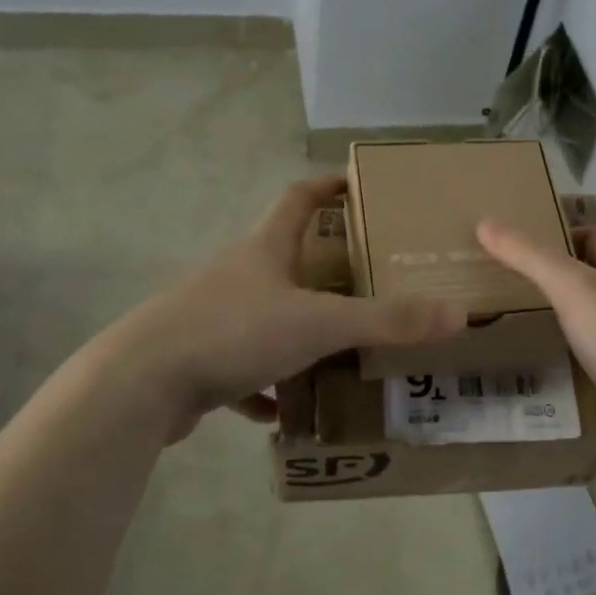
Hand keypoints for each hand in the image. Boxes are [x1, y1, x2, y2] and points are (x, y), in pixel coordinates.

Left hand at [88, 175, 464, 441]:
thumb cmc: (232, 332)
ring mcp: (213, 317)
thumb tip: (458, 314)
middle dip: (325, 268)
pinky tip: (282, 410)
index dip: (327, 187)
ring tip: (337, 350)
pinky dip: (265, 386)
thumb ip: (387, 320)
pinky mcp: (198, 361)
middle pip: (285, 259)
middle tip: (369, 282)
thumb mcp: (319, 323)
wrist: (137, 385)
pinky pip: (242, 369)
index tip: (357, 184)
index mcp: (264, 251)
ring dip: (297, 330)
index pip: (298, 199)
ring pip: (266, 316)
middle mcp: (237, 276)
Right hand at [476, 218, 595, 472]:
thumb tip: (486, 221)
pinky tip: (553, 370)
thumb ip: (529, 257)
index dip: (559, 235)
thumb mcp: (573, 289)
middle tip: (507, 289)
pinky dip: (578, 358)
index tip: (518, 248)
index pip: (595, 236)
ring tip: (520, 328)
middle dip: (556, 279)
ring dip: (566, 320)